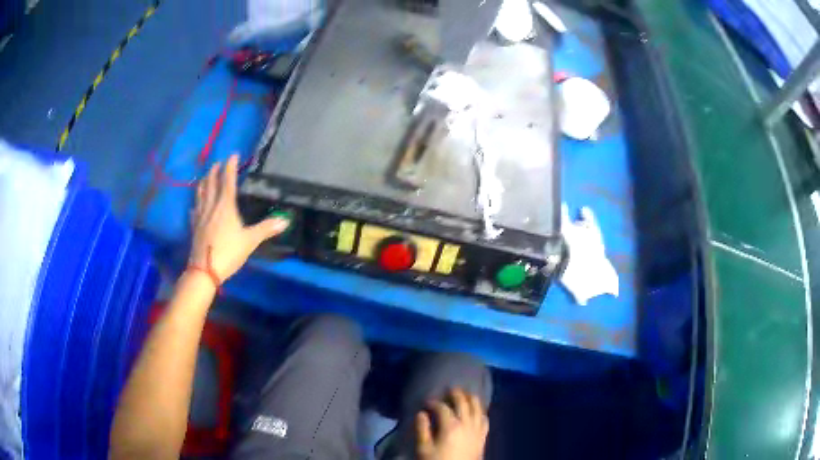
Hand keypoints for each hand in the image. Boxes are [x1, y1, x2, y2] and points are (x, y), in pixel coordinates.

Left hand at [189, 154, 287, 281]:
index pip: (228, 180)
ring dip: (203, 183)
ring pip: (200, 194)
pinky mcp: (194, 227)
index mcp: (225, 206)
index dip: (230, 166)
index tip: (233, 154)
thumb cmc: (228, 252)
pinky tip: (195, 205)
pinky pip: (194, 210)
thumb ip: (266, 229)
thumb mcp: (250, 241)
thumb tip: (286, 220)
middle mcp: (211, 206)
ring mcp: (200, 216)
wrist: (204, 270)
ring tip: (205, 177)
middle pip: (211, 183)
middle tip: (217, 163)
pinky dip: (196, 203)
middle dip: (214, 171)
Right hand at [416, 388, 488, 459]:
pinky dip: (481, 411)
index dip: (434, 402)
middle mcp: (467, 424)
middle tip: (449, 388)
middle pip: (464, 403)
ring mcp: (477, 429)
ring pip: (478, 408)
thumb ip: (422, 429)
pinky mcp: (483, 436)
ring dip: (471, 398)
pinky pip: (485, 419)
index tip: (426, 401)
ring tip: (465, 394)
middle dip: (456, 394)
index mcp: (451, 426)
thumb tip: (421, 413)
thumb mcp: (423, 448)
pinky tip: (478, 410)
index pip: (443, 408)